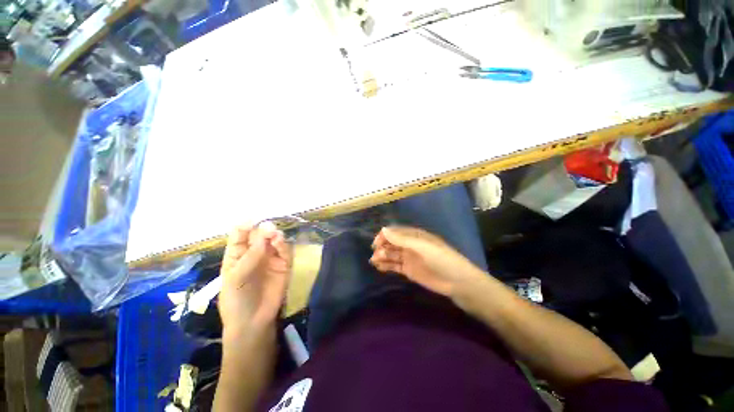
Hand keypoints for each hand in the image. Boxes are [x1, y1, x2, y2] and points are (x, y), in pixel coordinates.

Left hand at [219, 222, 291, 333]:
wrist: (253, 322)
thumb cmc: (236, 300)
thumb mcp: (235, 278)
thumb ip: (250, 257)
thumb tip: (264, 235)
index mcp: (237, 255)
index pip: (240, 235)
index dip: (244, 227)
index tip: (251, 220)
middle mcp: (255, 253)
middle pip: (259, 236)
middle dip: (263, 230)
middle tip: (268, 228)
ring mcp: (270, 258)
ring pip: (273, 241)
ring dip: (274, 236)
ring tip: (274, 235)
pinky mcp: (284, 265)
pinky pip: (285, 251)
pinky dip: (283, 245)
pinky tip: (280, 243)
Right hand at [369, 226, 484, 297]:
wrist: (457, 282)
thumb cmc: (442, 259)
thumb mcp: (422, 247)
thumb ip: (403, 239)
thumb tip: (383, 230)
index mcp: (414, 236)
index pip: (395, 232)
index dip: (384, 235)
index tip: (376, 243)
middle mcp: (410, 245)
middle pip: (392, 243)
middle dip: (382, 247)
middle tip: (376, 255)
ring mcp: (409, 258)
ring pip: (391, 254)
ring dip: (382, 256)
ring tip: (374, 262)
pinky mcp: (408, 270)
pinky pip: (394, 265)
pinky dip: (386, 265)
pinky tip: (379, 267)